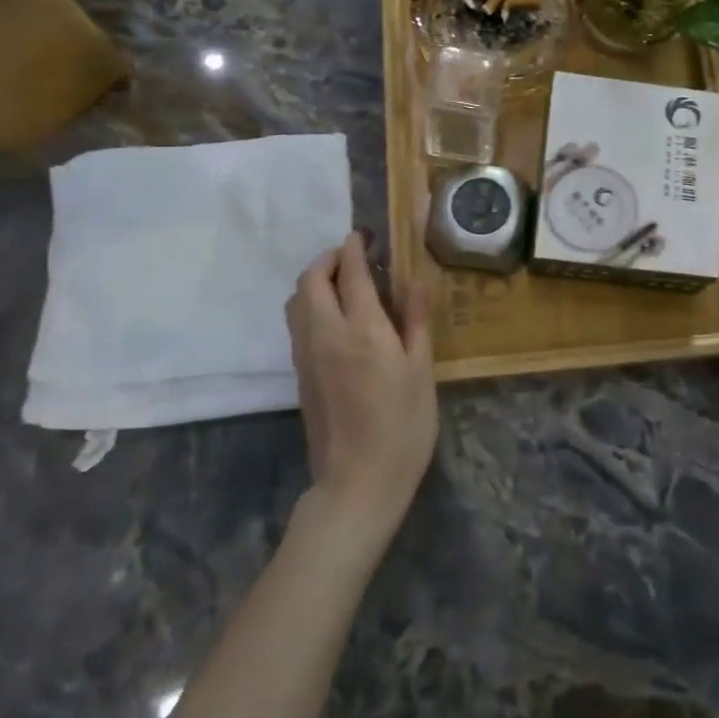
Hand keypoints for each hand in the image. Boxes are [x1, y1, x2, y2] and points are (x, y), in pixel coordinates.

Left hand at [285, 233, 437, 546]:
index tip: (364, 235)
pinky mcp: (300, 374)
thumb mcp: (421, 370)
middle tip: (353, 256)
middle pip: (311, 280)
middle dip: (328, 259)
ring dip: (314, 281)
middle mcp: (325, 333)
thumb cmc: (403, 425)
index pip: (350, 272)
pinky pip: (297, 323)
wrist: (358, 482)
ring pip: (297, 301)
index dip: (355, 247)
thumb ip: (415, 320)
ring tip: (343, 284)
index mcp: (362, 329)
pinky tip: (335, 318)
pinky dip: (310, 304)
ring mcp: (306, 355)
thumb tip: (413, 279)